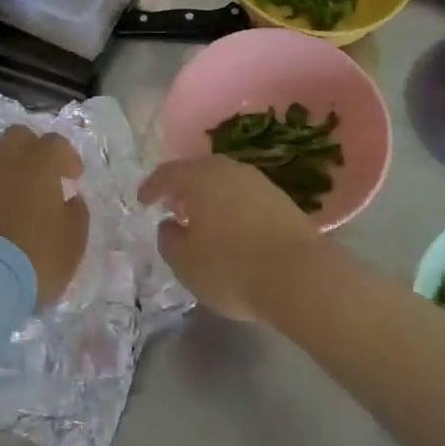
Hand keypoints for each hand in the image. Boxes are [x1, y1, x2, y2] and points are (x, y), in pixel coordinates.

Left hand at [0, 126, 87, 306]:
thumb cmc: (36, 257)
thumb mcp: (73, 240)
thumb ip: (76, 213)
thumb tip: (70, 200)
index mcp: (38, 165)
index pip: (54, 142)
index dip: (67, 156)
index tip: (74, 177)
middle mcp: (4, 164)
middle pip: (16, 135)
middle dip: (31, 146)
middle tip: (42, 171)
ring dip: (5, 163)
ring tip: (15, 188)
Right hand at [141, 155, 324, 321]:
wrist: (302, 276)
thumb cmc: (233, 267)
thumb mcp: (186, 263)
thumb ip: (169, 239)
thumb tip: (171, 224)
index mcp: (200, 176)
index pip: (167, 173)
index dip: (151, 187)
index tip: (142, 200)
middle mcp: (229, 169)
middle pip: (198, 171)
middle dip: (182, 187)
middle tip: (171, 205)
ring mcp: (258, 182)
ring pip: (223, 181)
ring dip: (208, 196)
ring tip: (200, 219)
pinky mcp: (281, 200)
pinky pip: (243, 195)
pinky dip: (230, 205)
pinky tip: (230, 227)